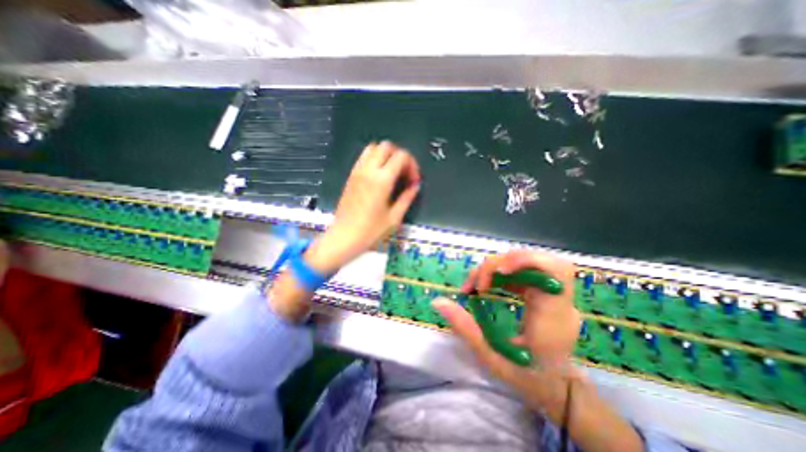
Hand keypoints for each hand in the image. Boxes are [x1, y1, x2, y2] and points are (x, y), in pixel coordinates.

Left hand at [270, 142, 422, 321]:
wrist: (343, 237)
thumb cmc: (370, 231)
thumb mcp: (394, 217)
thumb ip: (407, 198)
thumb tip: (415, 186)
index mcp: (381, 180)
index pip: (401, 156)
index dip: (412, 165)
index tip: (413, 180)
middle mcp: (368, 171)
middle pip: (387, 146)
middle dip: (400, 155)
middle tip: (405, 173)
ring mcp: (357, 172)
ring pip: (373, 148)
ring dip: (386, 155)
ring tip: (392, 172)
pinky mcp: (350, 176)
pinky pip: (363, 157)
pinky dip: (374, 159)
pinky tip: (379, 176)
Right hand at [432, 251, 647, 451]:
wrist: (557, 389)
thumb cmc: (527, 376)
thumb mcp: (491, 356)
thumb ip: (465, 327)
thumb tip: (438, 301)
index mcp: (553, 317)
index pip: (554, 271)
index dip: (525, 260)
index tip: (498, 272)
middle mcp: (558, 300)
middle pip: (536, 260)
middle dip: (501, 264)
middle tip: (478, 285)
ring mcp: (555, 294)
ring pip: (528, 262)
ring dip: (499, 268)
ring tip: (479, 286)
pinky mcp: (546, 292)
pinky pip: (524, 270)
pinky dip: (503, 273)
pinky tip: (490, 286)